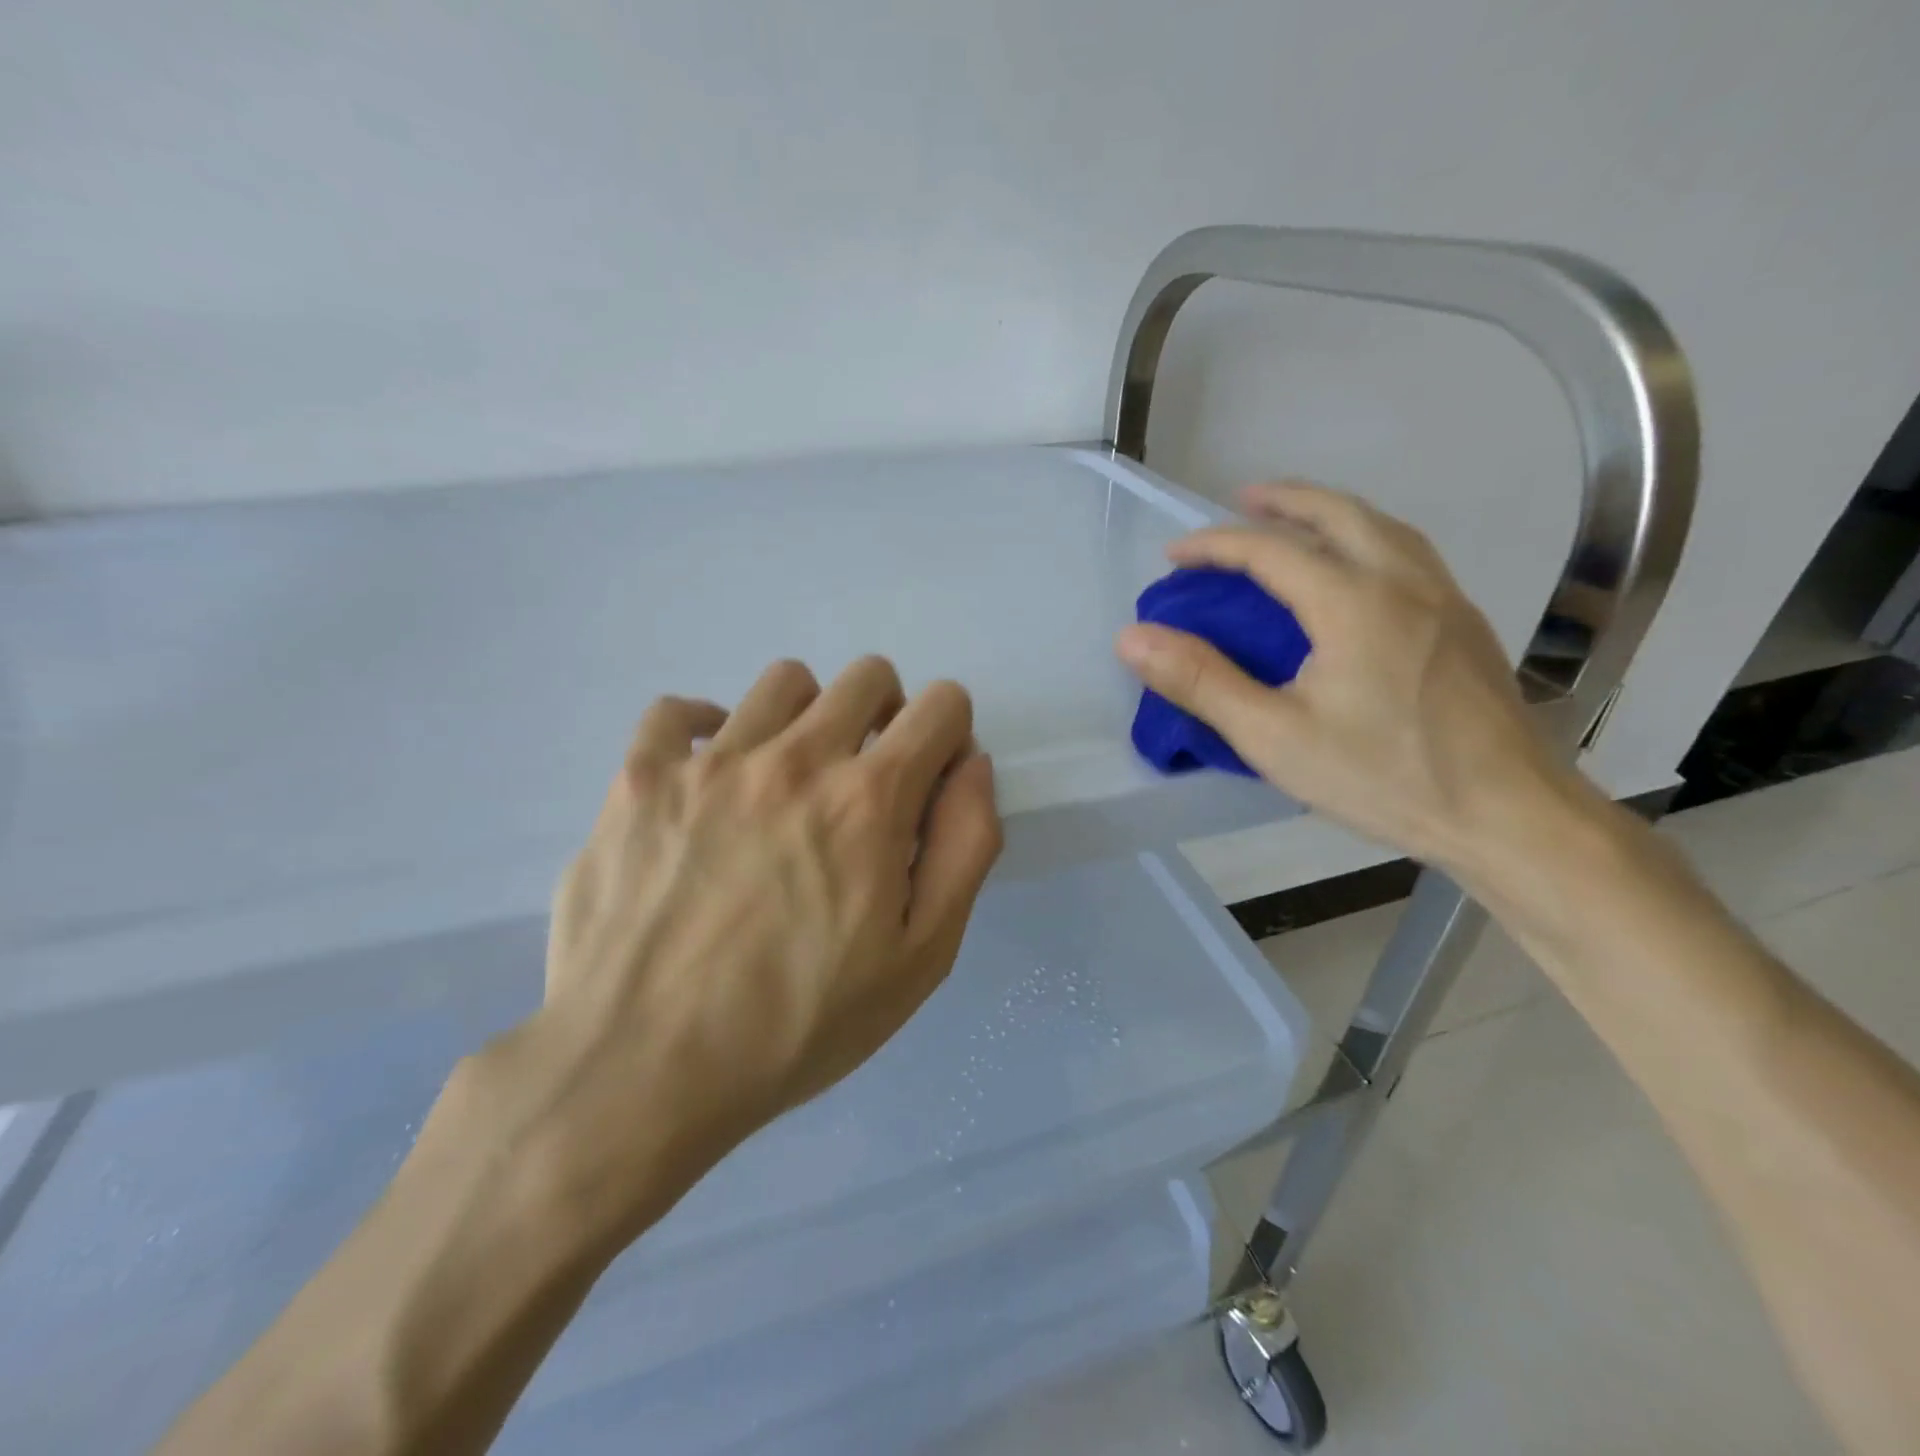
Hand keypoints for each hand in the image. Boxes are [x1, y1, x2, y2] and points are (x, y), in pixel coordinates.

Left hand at [479, 656, 1002, 1247]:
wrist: (639, 1072)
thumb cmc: (797, 1026)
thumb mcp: (920, 958)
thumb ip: (964, 847)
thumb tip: (973, 765)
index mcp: (868, 800)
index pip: (940, 705)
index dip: (949, 734)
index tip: (929, 781)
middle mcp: (794, 758)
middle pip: (867, 676)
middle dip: (887, 715)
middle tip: (865, 781)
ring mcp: (709, 761)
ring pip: (783, 682)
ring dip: (807, 717)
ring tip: (787, 781)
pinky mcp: (639, 780)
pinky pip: (675, 710)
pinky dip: (703, 729)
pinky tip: (708, 778)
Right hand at [1116, 480, 1582, 871]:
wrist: (1509, 814)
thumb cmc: (1384, 778)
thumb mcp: (1273, 736)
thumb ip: (1202, 682)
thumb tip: (1133, 638)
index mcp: (1353, 602)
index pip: (1269, 550)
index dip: (1214, 546)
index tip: (1173, 557)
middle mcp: (1403, 581)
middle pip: (1338, 513)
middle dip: (1282, 500)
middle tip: (1239, 501)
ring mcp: (1444, 598)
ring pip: (1382, 526)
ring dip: (1330, 511)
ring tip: (1294, 522)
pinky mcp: (1465, 623)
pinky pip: (1408, 552)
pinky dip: (1367, 536)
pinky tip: (1356, 570)